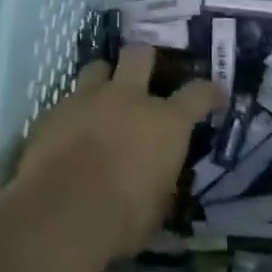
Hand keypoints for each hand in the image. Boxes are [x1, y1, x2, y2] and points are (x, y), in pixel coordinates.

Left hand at [19, 45, 223, 258]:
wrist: (60, 211)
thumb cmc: (122, 217)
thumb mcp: (157, 207)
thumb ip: (161, 182)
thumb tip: (158, 180)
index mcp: (165, 123)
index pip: (198, 94)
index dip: (210, 92)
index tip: (216, 94)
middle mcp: (128, 98)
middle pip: (140, 54)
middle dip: (145, 59)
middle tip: (145, 74)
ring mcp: (88, 98)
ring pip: (98, 67)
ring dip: (104, 79)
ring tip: (103, 97)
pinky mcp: (54, 110)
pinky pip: (68, 99)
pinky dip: (74, 111)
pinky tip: (70, 130)